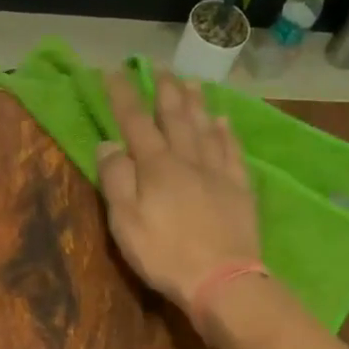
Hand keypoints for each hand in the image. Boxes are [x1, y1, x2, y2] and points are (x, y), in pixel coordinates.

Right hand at [97, 71, 261, 316]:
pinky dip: (226, 133)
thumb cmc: (165, 255)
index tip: (114, 72)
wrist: (221, 279)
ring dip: (196, 103)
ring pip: (205, 127)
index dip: (123, 96)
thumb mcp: (126, 223)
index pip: (135, 122)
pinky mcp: (239, 189)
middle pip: (175, 117)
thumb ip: (116, 180)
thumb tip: (108, 143)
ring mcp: (217, 172)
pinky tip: (223, 122)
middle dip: (164, 91)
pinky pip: (232, 151)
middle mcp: (187, 159)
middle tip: (160, 69)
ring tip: (190, 82)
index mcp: (156, 167)